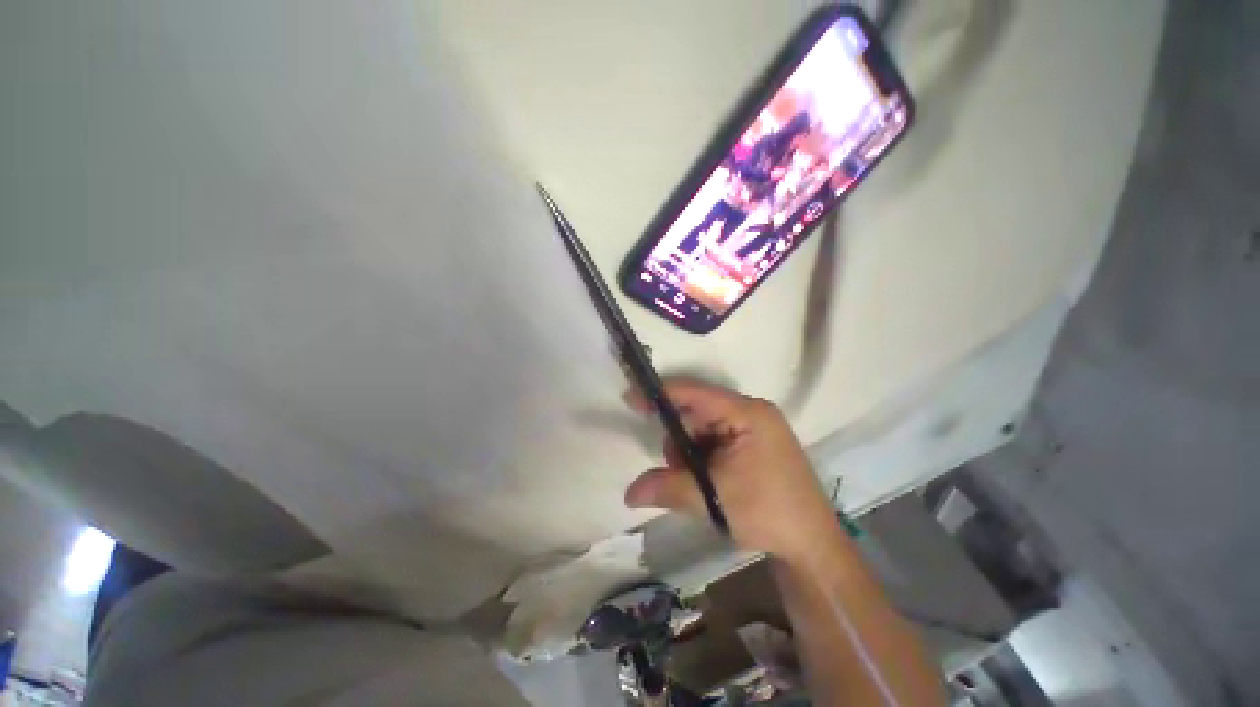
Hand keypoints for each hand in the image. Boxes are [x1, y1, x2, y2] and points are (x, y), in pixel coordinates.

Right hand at [624, 379, 841, 564]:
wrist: (813, 545)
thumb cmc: (767, 512)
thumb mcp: (713, 498)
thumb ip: (667, 488)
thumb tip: (628, 494)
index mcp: (747, 413)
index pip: (695, 394)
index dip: (661, 394)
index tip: (631, 398)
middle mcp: (752, 413)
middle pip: (698, 413)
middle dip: (679, 440)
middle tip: (676, 470)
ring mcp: (755, 428)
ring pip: (705, 429)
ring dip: (691, 454)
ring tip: (697, 484)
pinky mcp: (755, 444)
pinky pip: (717, 440)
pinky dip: (703, 458)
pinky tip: (708, 481)